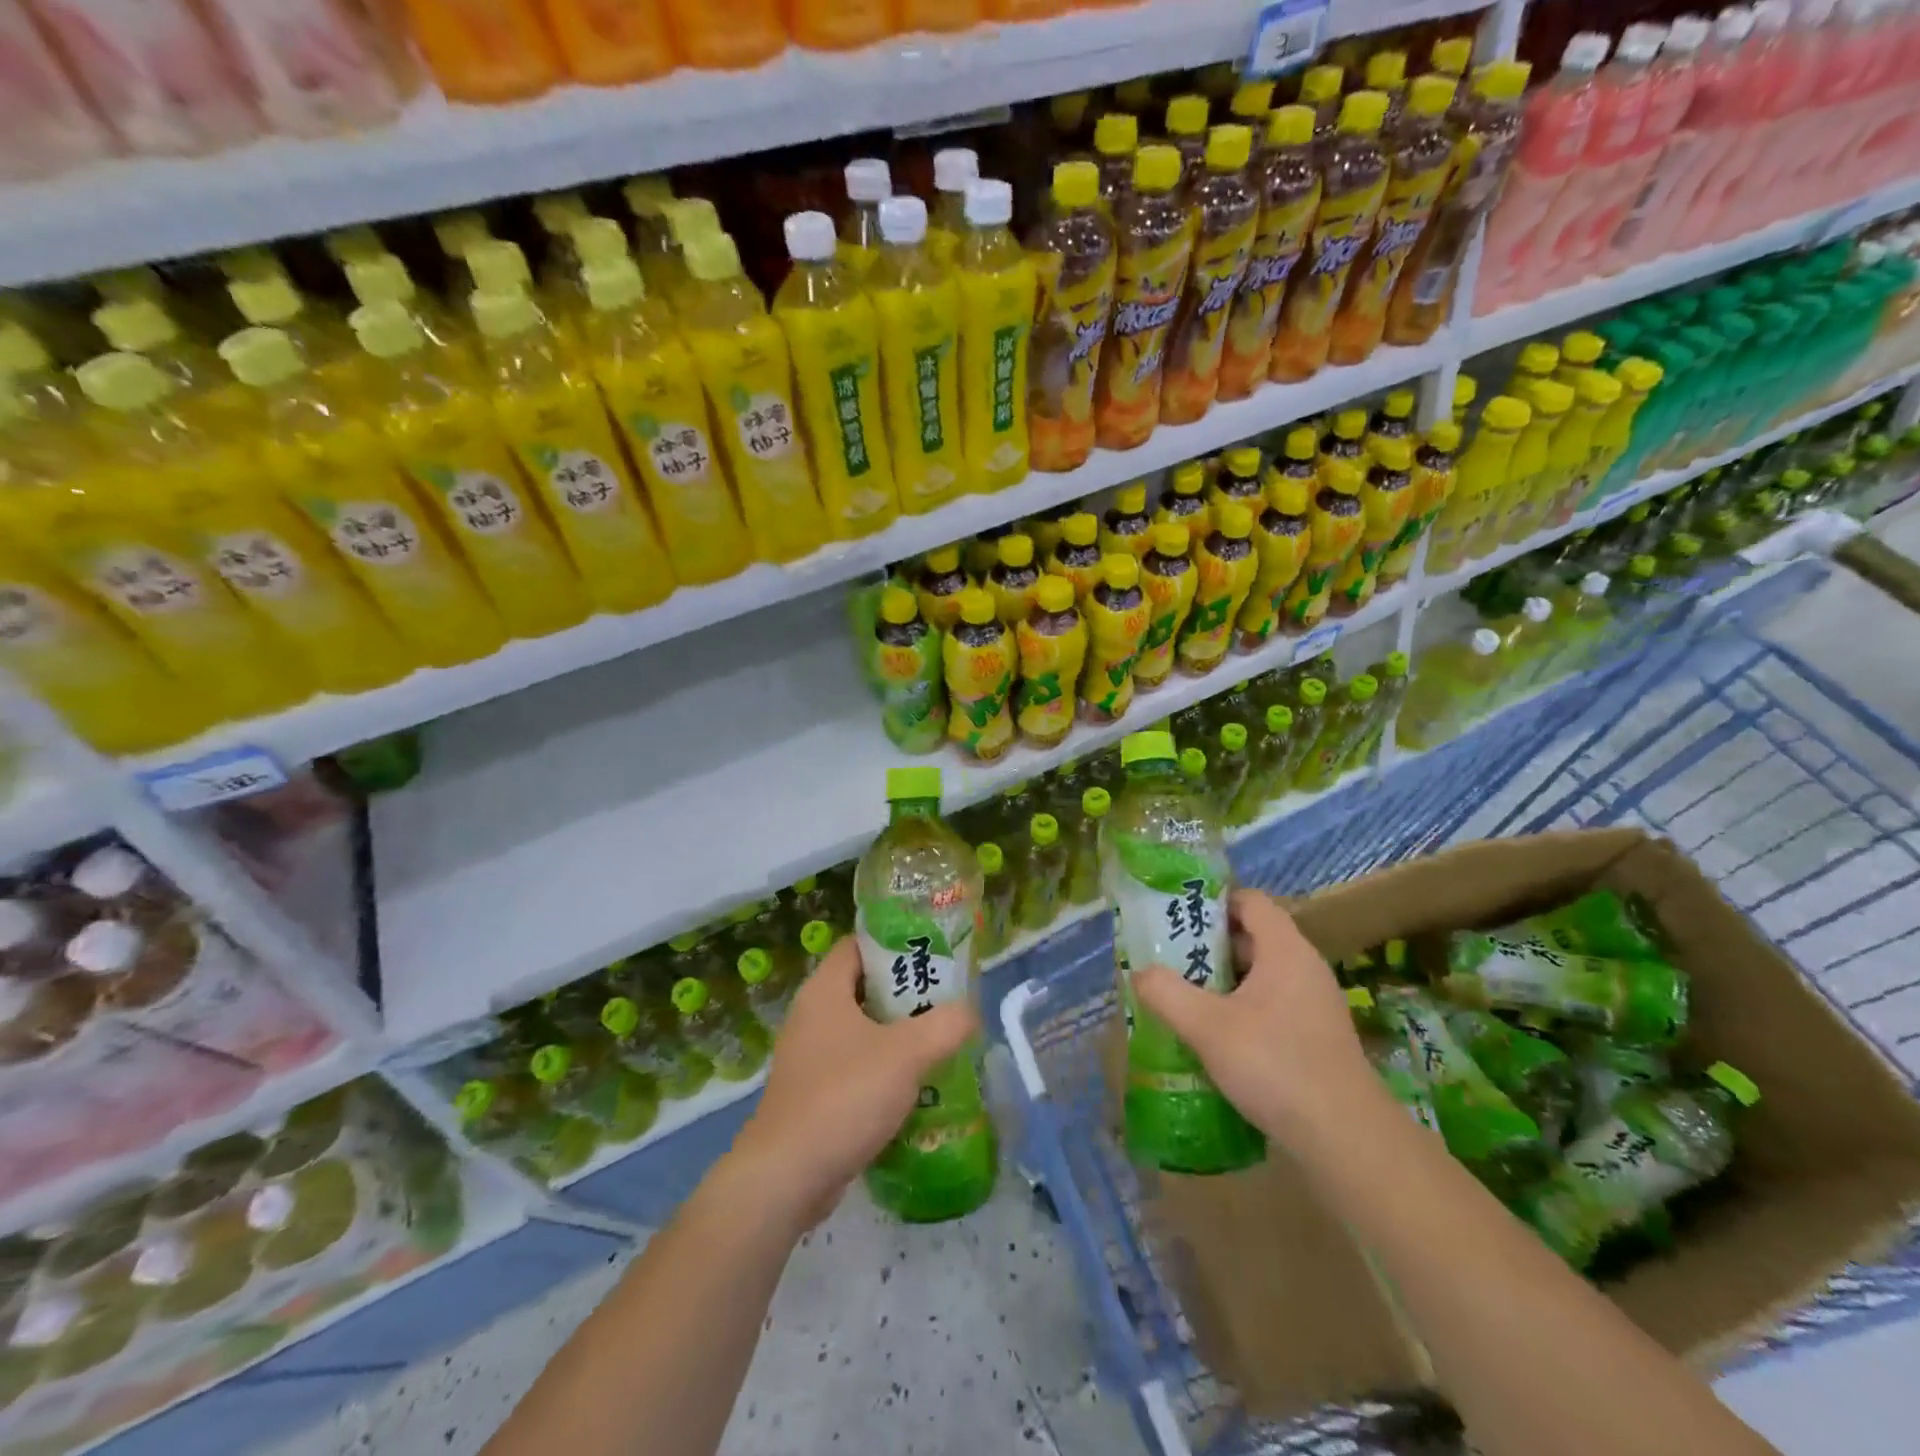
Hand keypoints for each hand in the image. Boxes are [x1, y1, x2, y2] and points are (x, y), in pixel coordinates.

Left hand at [731, 937, 976, 1230]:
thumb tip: (969, 1012)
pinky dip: (882, 1070)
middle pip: (863, 987)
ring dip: (897, 1035)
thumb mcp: (906, 1054)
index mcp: (824, 990)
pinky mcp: (811, 1094)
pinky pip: (853, 1067)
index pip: (858, 945)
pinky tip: (914, 1086)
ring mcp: (808, 1057)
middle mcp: (810, 1016)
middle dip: (905, 993)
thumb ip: (946, 1025)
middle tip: (945, 998)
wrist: (787, 1177)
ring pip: (860, 1031)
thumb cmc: (845, 1096)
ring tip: (939, 1040)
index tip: (931, 952)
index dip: (894, 942)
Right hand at [1133, 889, 1378, 1149]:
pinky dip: (1242, 1009)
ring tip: (1185, 998)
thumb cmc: (1275, 1066)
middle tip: (1170, 960)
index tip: (1177, 918)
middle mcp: (1305, 968)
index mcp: (1285, 950)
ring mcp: (1315, 1004)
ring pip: (1261, 975)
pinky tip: (1217, 1038)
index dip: (1213, 902)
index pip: (1250, 901)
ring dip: (1223, 981)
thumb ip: (1166, 993)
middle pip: (1252, 936)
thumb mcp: (1207, 1027)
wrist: (1347, 1140)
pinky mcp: (1317, 1037)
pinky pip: (1272, 1005)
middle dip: (1209, 945)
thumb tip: (1140, 973)